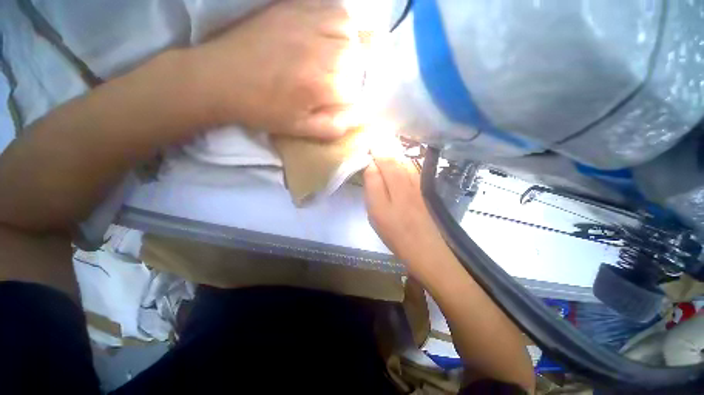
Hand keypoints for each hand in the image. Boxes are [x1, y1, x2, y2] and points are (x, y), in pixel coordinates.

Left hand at [192, 0, 367, 138]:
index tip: (343, 101)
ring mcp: (306, 23)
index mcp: (320, 84)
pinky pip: (331, 8)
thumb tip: (357, 118)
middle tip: (341, 81)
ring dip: (352, 44)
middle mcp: (319, 50)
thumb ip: (333, 127)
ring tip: (340, 57)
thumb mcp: (301, 129)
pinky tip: (330, 35)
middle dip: (356, 71)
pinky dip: (339, 22)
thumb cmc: (264, 109)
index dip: (355, 95)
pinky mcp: (294, 7)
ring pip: (349, 28)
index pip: (357, 86)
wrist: (221, 78)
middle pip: (357, 56)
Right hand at [364, 145, 456, 277]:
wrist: (426, 249)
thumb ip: (373, 185)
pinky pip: (411, 169)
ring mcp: (418, 183)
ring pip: (405, 161)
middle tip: (374, 136)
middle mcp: (409, 177)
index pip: (384, 157)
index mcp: (396, 182)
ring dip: (394, 151)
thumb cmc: (396, 232)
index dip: (375, 147)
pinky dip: (403, 160)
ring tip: (384, 143)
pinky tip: (399, 160)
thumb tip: (371, 164)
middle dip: (385, 145)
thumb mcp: (377, 211)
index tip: (366, 138)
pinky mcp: (423, 191)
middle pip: (396, 156)